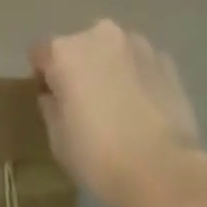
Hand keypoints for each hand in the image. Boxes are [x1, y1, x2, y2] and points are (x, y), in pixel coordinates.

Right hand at [30, 20, 206, 206]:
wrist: (163, 171)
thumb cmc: (100, 158)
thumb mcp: (58, 141)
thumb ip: (51, 107)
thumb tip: (54, 95)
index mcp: (66, 51)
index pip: (41, 52)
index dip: (43, 76)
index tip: (52, 101)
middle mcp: (99, 34)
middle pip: (80, 47)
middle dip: (80, 69)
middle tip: (88, 106)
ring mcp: (136, 42)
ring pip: (113, 51)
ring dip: (110, 69)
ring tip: (121, 107)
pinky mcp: (164, 59)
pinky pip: (140, 63)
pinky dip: (138, 78)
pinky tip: (144, 110)